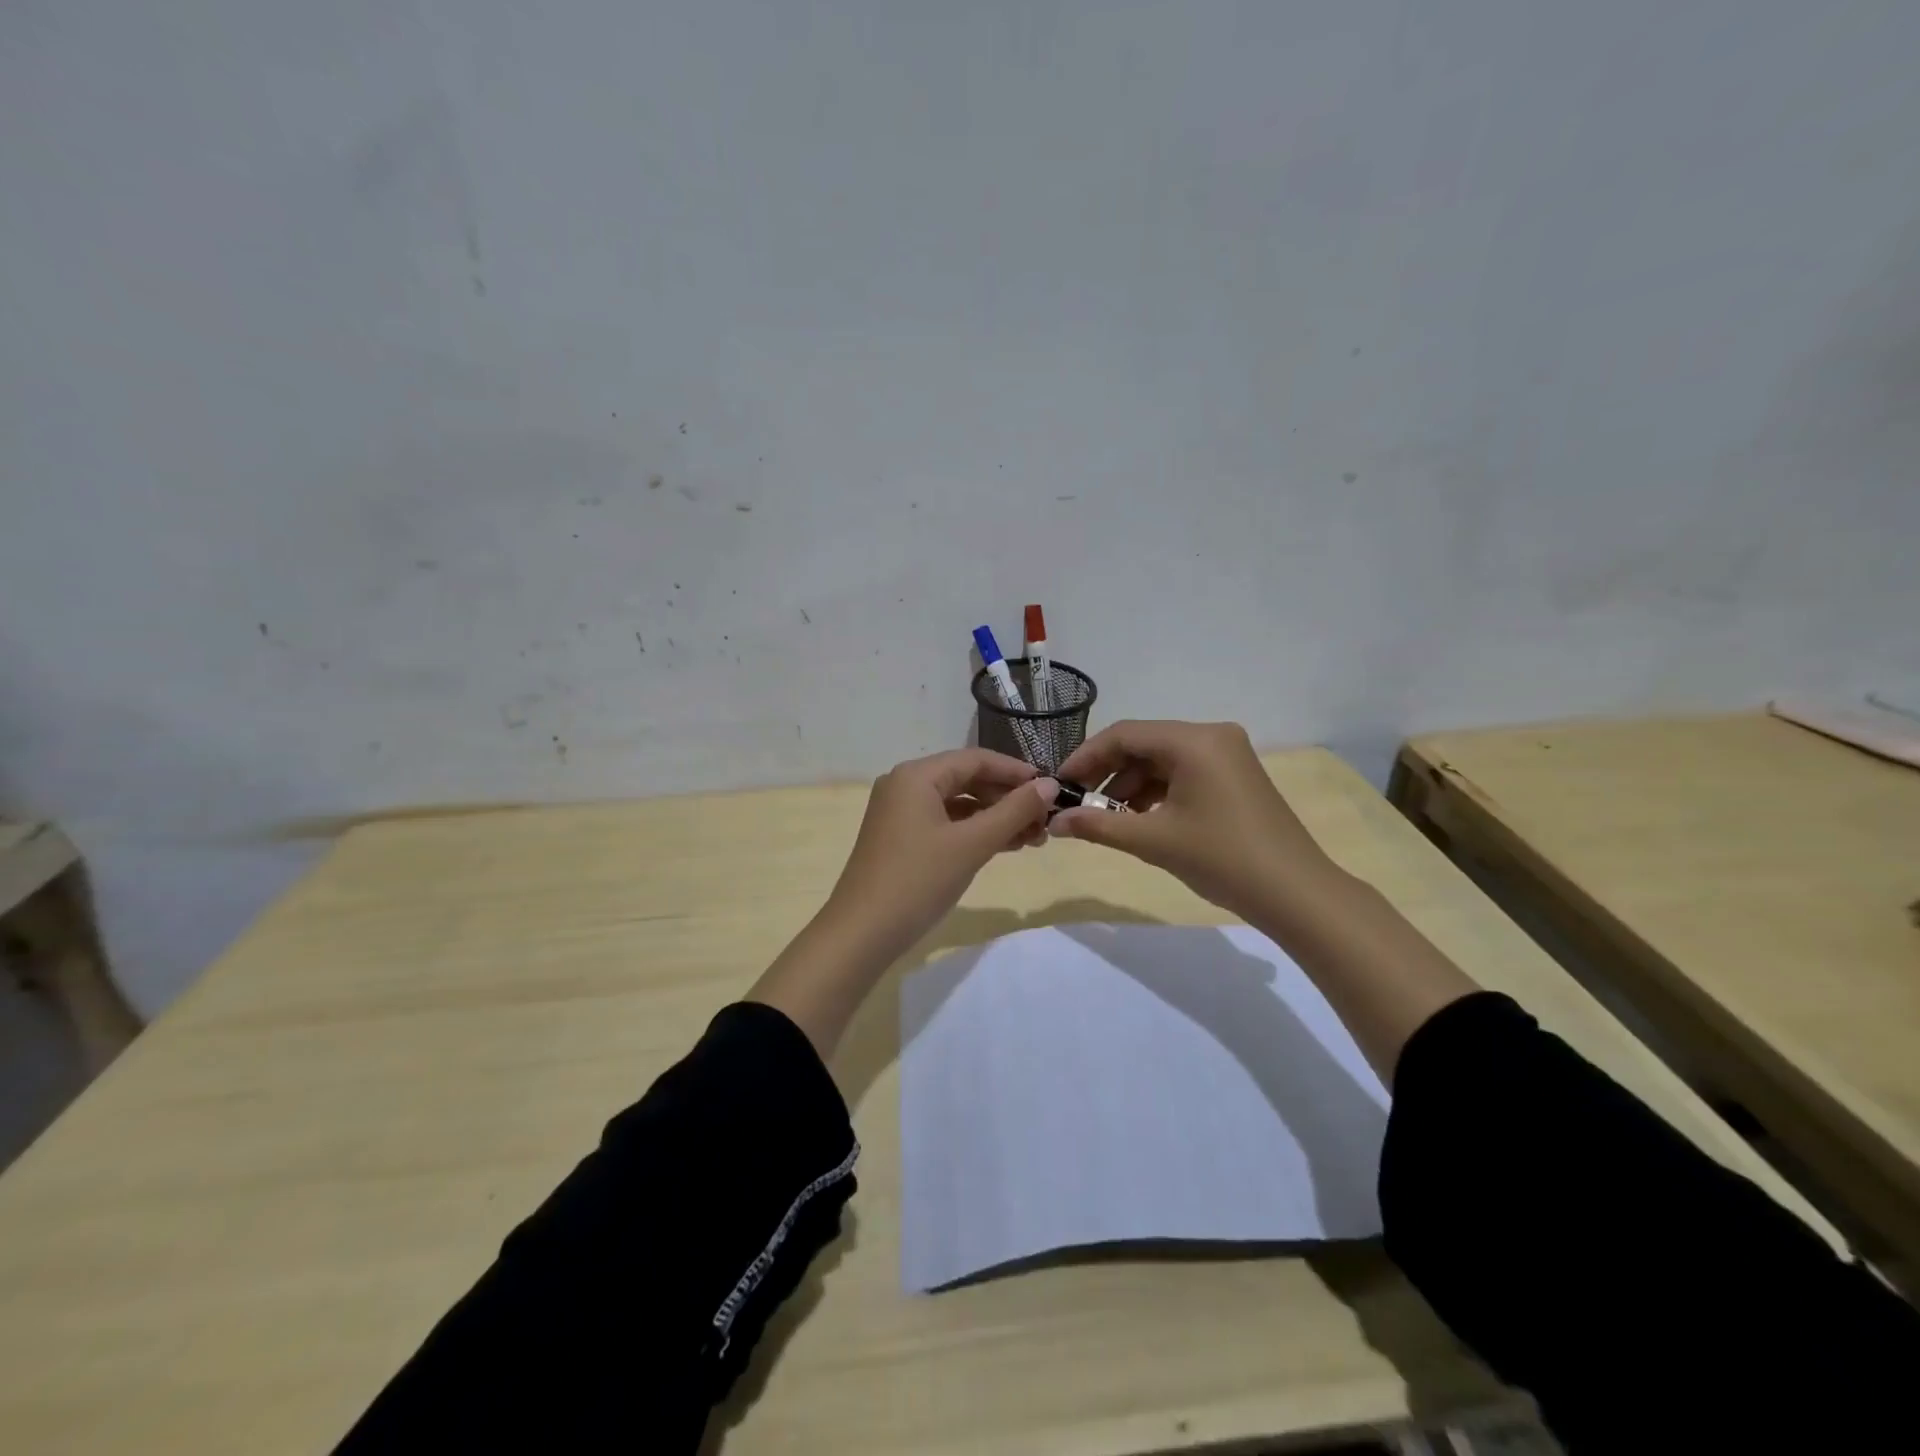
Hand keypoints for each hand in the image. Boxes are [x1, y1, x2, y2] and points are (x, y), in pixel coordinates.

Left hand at [748, 749, 1057, 1056]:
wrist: (862, 934)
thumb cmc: (918, 881)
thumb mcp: (972, 844)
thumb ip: (1014, 811)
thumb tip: (1051, 785)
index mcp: (916, 776)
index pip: (976, 760)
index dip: (1016, 772)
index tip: (1052, 789)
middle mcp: (905, 785)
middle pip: (967, 780)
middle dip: (1008, 799)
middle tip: (1045, 821)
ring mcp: (899, 813)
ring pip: (958, 804)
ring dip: (995, 818)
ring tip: (1033, 839)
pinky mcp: (900, 838)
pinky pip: (945, 823)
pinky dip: (974, 832)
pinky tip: (1003, 846)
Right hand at [1050, 720, 1336, 922]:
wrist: (1296, 893)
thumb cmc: (1222, 858)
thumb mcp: (1154, 840)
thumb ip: (1098, 825)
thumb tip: (1054, 822)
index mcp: (1194, 740)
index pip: (1125, 734)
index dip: (1086, 756)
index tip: (1059, 783)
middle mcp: (1212, 735)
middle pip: (1144, 744)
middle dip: (1107, 772)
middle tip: (1077, 802)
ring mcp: (1227, 754)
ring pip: (1163, 760)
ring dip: (1131, 785)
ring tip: (1106, 817)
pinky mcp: (1235, 775)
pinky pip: (1183, 772)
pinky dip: (1157, 792)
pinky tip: (1139, 818)